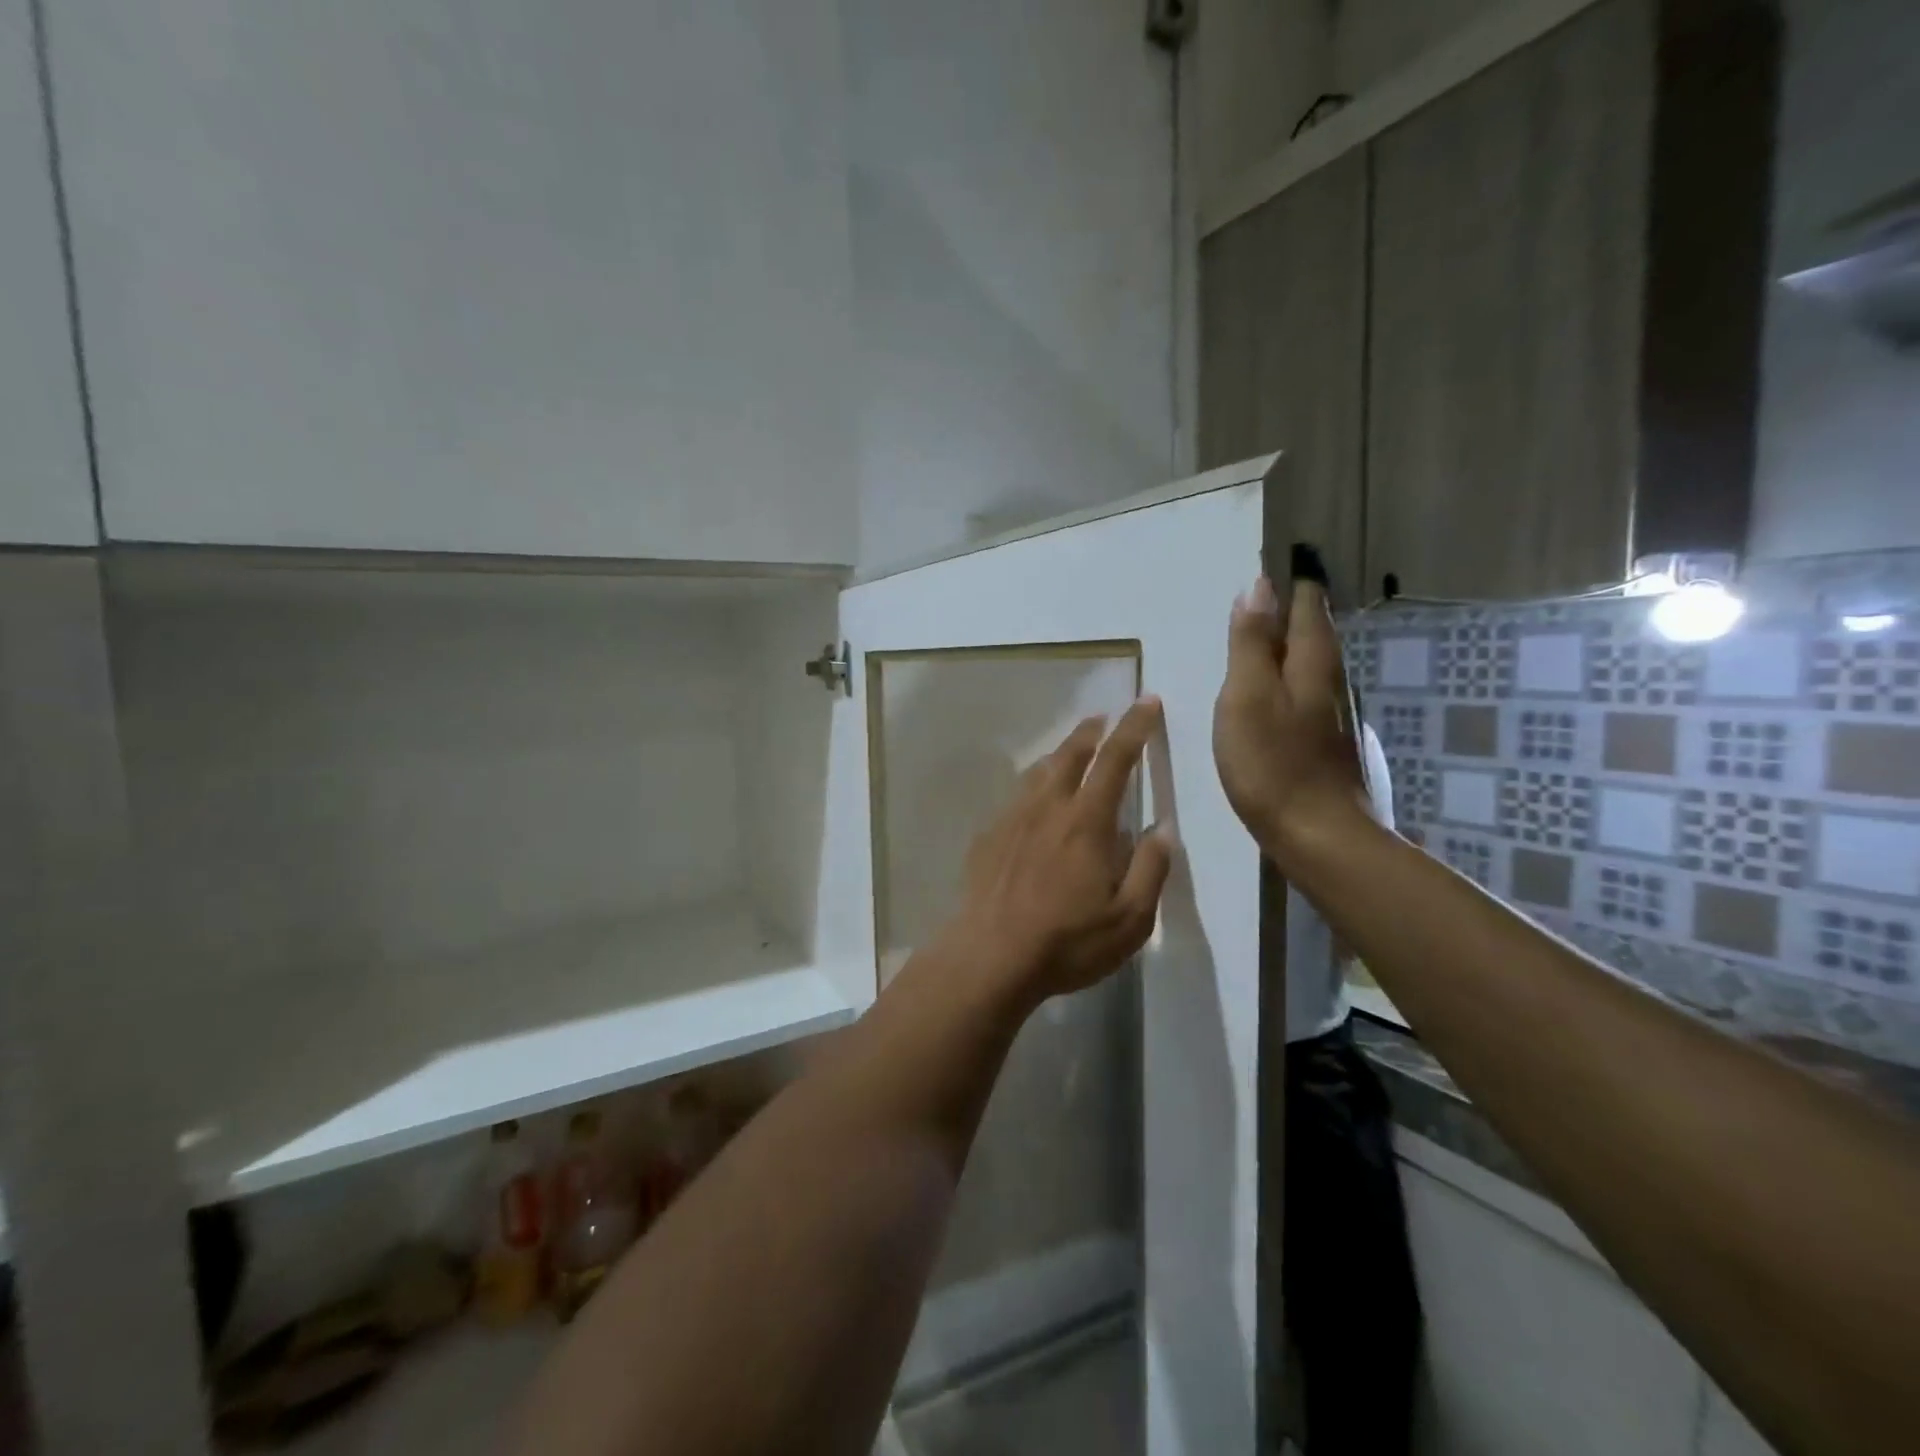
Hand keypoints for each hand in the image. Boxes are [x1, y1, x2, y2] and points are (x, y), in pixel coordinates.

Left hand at [940, 697, 1173, 1005]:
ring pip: (1037, 773)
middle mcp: (1047, 808)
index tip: (1146, 701)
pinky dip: (1032, 787)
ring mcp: (1011, 820)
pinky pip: (1015, 798)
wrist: (990, 956)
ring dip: (1059, 755)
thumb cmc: (1067, 941)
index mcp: (1086, 822)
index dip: (1135, 727)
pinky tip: (1033, 804)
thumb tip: (1163, 830)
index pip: (1115, 760)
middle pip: (1070, 754)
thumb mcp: (1130, 920)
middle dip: (1091, 731)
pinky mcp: (987, 838)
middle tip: (1103, 719)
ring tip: (1070, 752)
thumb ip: (1151, 870)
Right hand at [1212, 576, 1368, 857]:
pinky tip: (1280, 694)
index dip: (1295, 583)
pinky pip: (1310, 695)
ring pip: (1315, 666)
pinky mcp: (1329, 745)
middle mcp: (1332, 682)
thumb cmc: (1273, 763)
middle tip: (1274, 591)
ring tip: (1270, 636)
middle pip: (1316, 634)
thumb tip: (1257, 589)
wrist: (1319, 836)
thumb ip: (1250, 644)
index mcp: (1311, 664)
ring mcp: (1335, 717)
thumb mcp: (1247, 696)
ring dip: (1295, 645)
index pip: (1307, 607)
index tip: (1284, 559)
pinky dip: (1293, 681)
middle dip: (1298, 610)